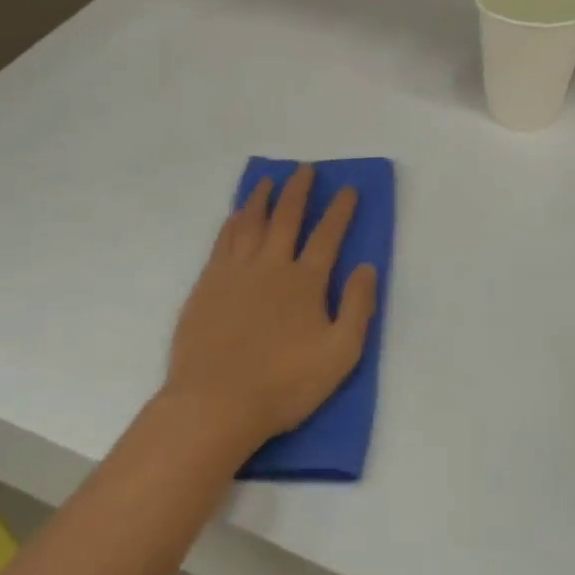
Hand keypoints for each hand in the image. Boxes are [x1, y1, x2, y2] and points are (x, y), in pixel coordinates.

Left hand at [165, 165, 377, 449]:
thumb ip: (358, 307)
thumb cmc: (283, 384)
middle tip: (305, 169)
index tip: (348, 188)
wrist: (214, 404)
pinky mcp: (208, 284)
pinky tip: (236, 214)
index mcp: (305, 281)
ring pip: (251, 222)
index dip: (340, 210)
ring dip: (263, 198)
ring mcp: (235, 272)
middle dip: (299, 190)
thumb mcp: (340, 354)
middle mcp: (271, 265)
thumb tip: (367, 267)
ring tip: (269, 180)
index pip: (328, 235)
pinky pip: (223, 241)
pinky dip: (233, 222)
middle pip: (287, 217)